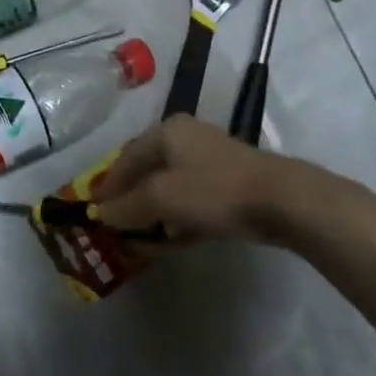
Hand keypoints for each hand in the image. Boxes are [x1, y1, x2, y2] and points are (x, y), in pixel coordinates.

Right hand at [91, 115, 311, 242]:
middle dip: (129, 203)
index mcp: (166, 132)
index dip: (107, 186)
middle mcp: (185, 140)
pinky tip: (168, 243)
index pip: (125, 158)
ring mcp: (209, 162)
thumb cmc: (213, 190)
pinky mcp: (227, 185)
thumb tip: (101, 213)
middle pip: (146, 173)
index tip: (93, 212)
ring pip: (169, 190)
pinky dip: (176, 221)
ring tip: (139, 243)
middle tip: (115, 229)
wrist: (281, 200)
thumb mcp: (161, 198)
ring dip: (153, 216)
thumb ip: (127, 206)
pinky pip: (190, 202)